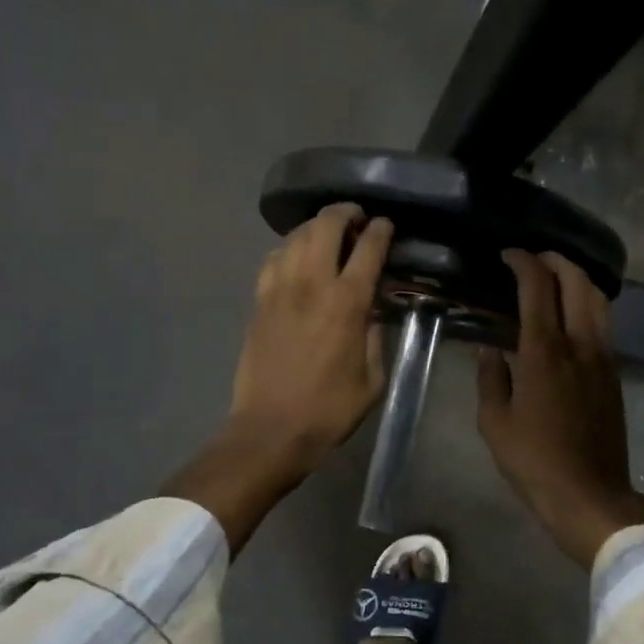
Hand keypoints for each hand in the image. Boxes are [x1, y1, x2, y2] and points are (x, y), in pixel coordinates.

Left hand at [229, 203, 392, 468]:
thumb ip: (376, 338)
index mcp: (347, 303)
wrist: (271, 430)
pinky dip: (288, 249)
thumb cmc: (329, 410)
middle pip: (325, 226)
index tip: (386, 225)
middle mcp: (311, 285)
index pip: (368, 248)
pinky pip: (272, 259)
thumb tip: (372, 312)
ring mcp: (279, 290)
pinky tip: (296, 259)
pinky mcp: (258, 302)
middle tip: (355, 219)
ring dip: (314, 227)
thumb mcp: (373, 380)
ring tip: (327, 234)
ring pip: (294, 236)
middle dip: (344, 213)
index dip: (380, 230)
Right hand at [477, 250, 643, 568]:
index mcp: (544, 352)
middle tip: (533, 259)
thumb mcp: (495, 423)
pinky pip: (603, 324)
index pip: (538, 288)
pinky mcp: (614, 374)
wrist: (590, 495)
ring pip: (598, 300)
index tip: (508, 255)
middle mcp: (579, 344)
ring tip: (555, 279)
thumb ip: (491, 379)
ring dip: (577, 279)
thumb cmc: (534, 461)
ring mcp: (603, 358)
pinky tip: (570, 317)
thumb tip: (489, 351)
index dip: (523, 263)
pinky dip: (587, 305)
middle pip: (578, 282)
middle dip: (556, 261)